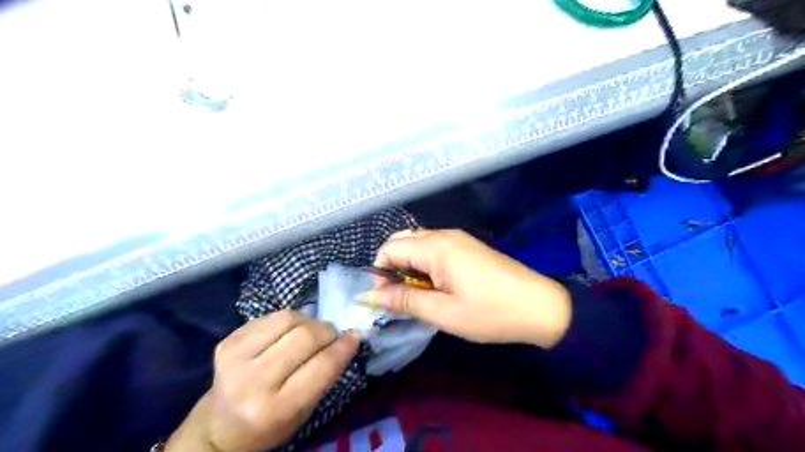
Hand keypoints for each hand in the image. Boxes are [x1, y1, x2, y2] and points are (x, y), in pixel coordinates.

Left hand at [164, 311, 359, 451]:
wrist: (220, 425)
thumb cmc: (271, 424)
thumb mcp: (304, 410)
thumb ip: (326, 374)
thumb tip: (350, 337)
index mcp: (275, 408)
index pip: (321, 366)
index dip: (343, 347)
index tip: (355, 336)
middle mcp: (252, 382)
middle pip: (305, 337)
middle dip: (327, 331)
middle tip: (332, 335)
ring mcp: (235, 358)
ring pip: (288, 318)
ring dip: (308, 321)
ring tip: (310, 331)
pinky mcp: (227, 342)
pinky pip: (270, 317)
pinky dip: (288, 320)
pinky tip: (287, 333)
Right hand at [368, 230, 567, 349]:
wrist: (540, 307)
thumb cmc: (489, 312)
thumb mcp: (442, 312)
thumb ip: (404, 300)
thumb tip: (371, 295)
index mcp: (435, 247)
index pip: (390, 248)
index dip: (379, 271)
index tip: (384, 297)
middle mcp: (445, 235)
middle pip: (403, 241)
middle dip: (393, 267)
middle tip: (400, 296)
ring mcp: (459, 239)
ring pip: (419, 244)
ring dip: (410, 267)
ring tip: (418, 294)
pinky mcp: (469, 247)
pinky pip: (436, 249)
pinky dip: (426, 265)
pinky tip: (436, 286)